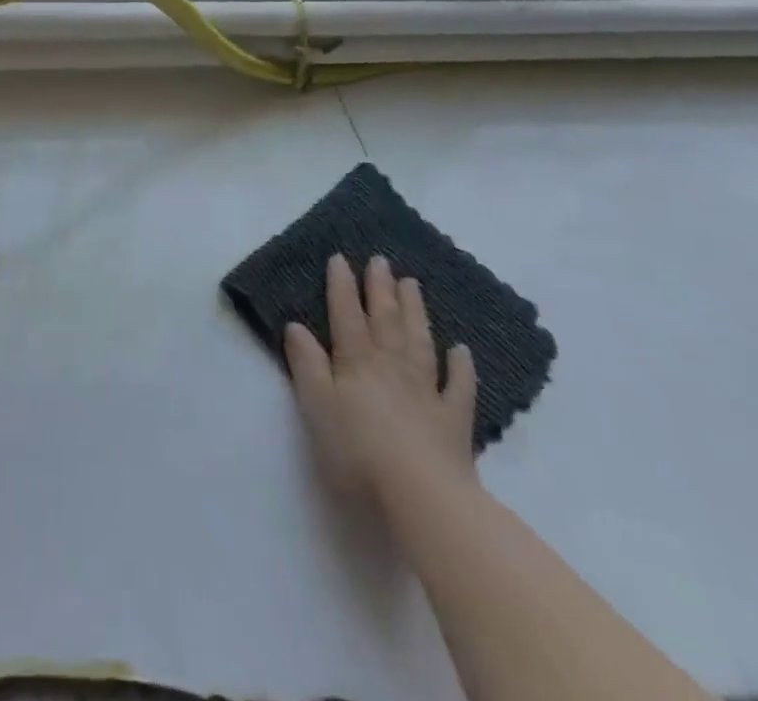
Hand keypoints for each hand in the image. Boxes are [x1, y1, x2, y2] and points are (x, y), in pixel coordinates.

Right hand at [284, 253, 478, 511]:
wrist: (422, 499)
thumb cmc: (357, 452)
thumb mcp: (316, 406)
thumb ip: (307, 364)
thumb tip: (296, 326)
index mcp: (356, 362)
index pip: (346, 315)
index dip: (342, 286)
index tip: (340, 258)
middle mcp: (391, 367)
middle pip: (385, 320)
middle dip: (380, 288)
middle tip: (381, 260)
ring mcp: (426, 392)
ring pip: (419, 342)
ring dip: (414, 312)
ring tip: (412, 284)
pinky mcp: (454, 423)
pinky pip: (459, 387)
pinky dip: (460, 366)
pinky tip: (461, 350)